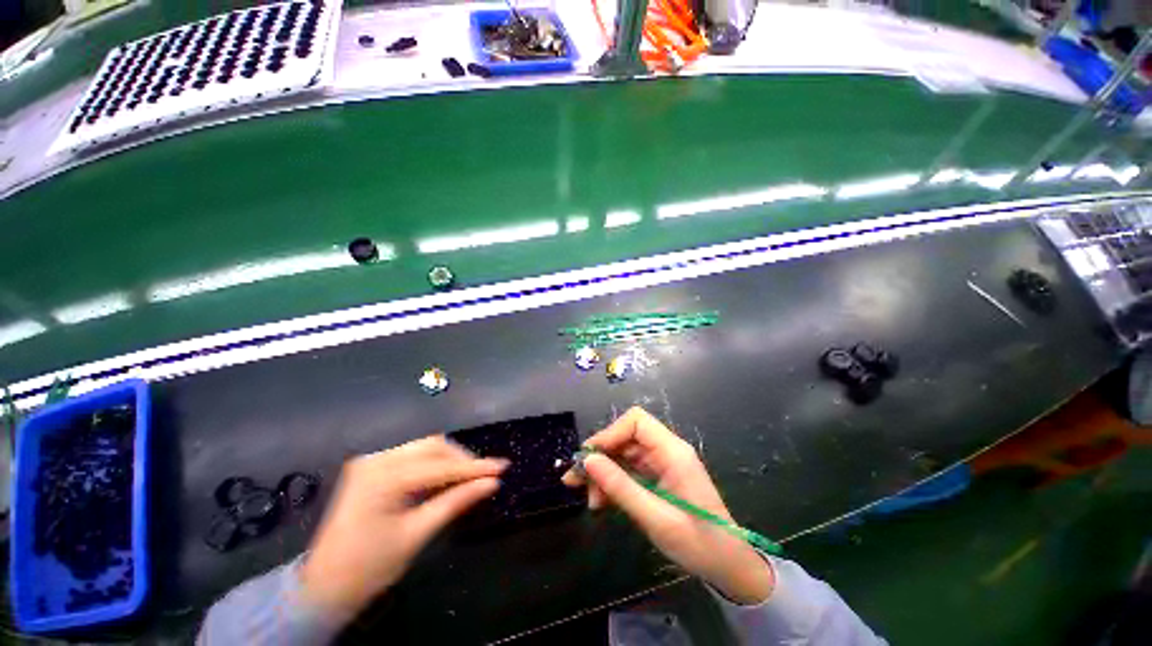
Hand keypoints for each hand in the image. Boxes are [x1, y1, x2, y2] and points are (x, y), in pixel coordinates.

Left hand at [300, 437, 507, 619]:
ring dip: (449, 459)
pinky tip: (444, 477)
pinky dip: (433, 464)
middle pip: (433, 445)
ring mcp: (372, 460)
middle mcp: (378, 459)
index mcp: (385, 477)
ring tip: (468, 477)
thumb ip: (456, 502)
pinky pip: (412, 456)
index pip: (441, 465)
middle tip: (484, 475)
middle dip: (462, 459)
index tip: (503, 467)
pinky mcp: (372, 467)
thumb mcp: (417, 535)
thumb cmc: (369, 566)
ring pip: (424, 447)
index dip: (475, 467)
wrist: (322, 586)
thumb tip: (491, 483)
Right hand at [563, 407, 773, 604]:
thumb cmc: (699, 543)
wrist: (730, 567)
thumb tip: (588, 461)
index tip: (589, 458)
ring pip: (624, 455)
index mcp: (673, 452)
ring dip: (604, 472)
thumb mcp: (655, 518)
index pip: (636, 422)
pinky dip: (613, 483)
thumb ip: (620, 487)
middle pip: (626, 438)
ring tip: (589, 499)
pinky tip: (602, 501)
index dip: (610, 433)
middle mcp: (666, 451)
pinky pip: (629, 471)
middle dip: (600, 456)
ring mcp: (662, 464)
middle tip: (575, 479)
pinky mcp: (658, 478)